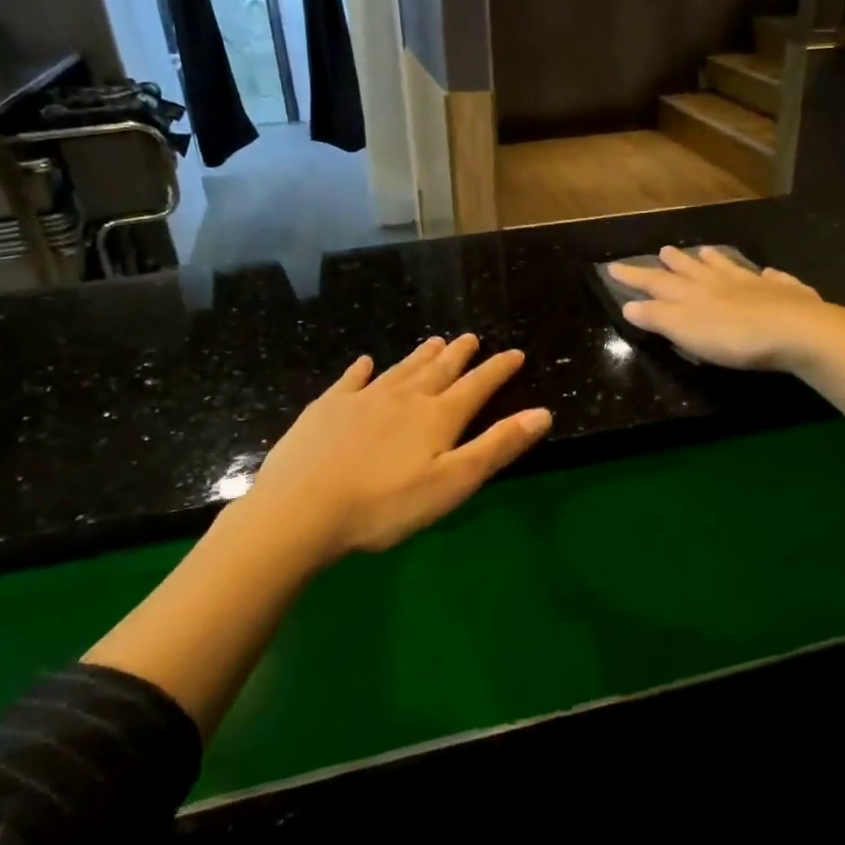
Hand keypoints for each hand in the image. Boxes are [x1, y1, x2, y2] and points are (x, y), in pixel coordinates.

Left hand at [243, 335, 551, 562]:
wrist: (302, 508)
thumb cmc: (386, 505)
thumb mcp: (453, 482)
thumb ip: (497, 447)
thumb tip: (542, 413)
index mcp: (437, 418)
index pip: (477, 386)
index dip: (498, 369)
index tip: (514, 353)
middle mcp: (403, 398)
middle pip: (438, 371)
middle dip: (458, 355)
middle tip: (470, 337)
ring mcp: (362, 399)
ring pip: (399, 370)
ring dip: (420, 356)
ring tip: (434, 341)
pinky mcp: (326, 409)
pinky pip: (350, 381)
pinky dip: (362, 370)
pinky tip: (364, 363)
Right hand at [608, 246, 844, 371]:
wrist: (797, 331)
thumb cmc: (734, 337)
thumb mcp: (686, 330)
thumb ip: (658, 317)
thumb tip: (629, 305)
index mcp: (693, 293)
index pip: (656, 282)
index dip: (634, 277)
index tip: (613, 267)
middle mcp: (720, 282)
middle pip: (692, 270)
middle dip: (674, 263)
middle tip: (662, 250)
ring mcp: (755, 284)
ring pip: (728, 268)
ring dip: (714, 261)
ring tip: (704, 251)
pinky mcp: (785, 293)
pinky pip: (773, 278)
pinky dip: (767, 274)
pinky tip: (770, 272)